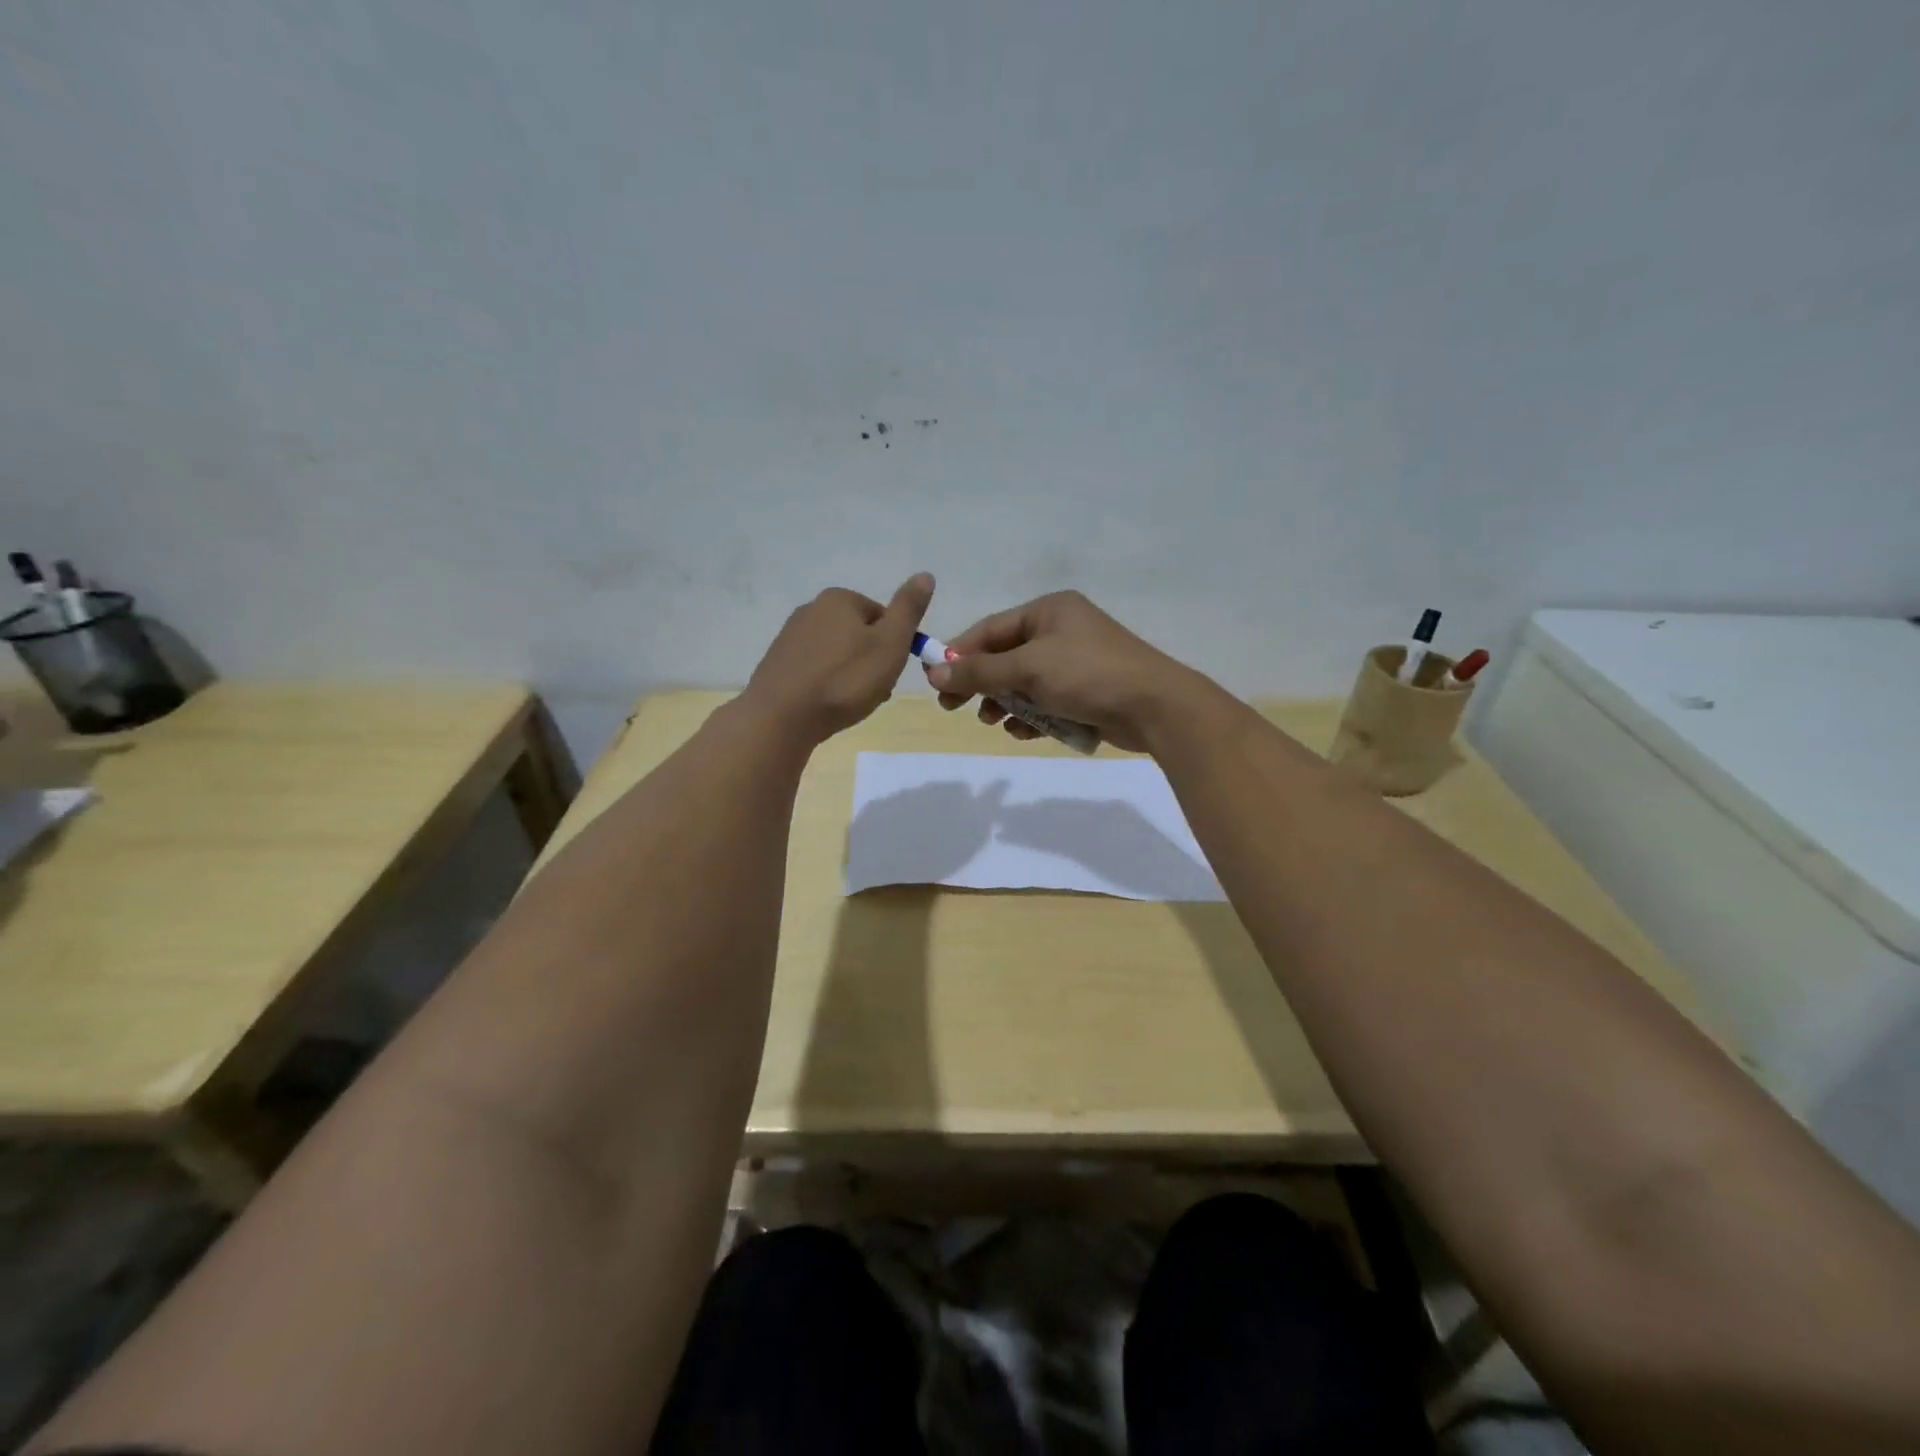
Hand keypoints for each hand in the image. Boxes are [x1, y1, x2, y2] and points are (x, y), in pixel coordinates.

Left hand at [743, 573, 934, 743]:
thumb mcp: (890, 643)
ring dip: (850, 675)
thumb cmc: (845, 680)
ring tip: (850, 703)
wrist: (782, 717)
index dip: (894, 646)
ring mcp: (790, 636)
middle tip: (873, 692)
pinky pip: (816, 670)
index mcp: (840, 598)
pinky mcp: (778, 663)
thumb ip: (909, 609)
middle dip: (871, 661)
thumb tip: (925, 575)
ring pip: (837, 654)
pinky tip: (827, 705)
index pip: (883, 617)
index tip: (891, 672)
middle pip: (859, 634)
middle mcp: (811, 608)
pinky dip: (827, 684)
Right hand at [925, 591, 1206, 752]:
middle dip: (982, 683)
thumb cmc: (1088, 674)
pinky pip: (1047, 701)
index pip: (990, 629)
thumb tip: (932, 672)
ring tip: (994, 722)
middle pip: (1006, 657)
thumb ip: (980, 671)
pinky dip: (1032, 716)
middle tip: (955, 708)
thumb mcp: (1028, 668)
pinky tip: (1024, 732)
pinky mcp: (1087, 692)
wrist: (1155, 707)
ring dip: (1006, 703)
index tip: (936, 682)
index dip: (960, 655)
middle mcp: (1061, 630)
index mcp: (1049, 610)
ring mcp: (1076, 662)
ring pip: (1025, 683)